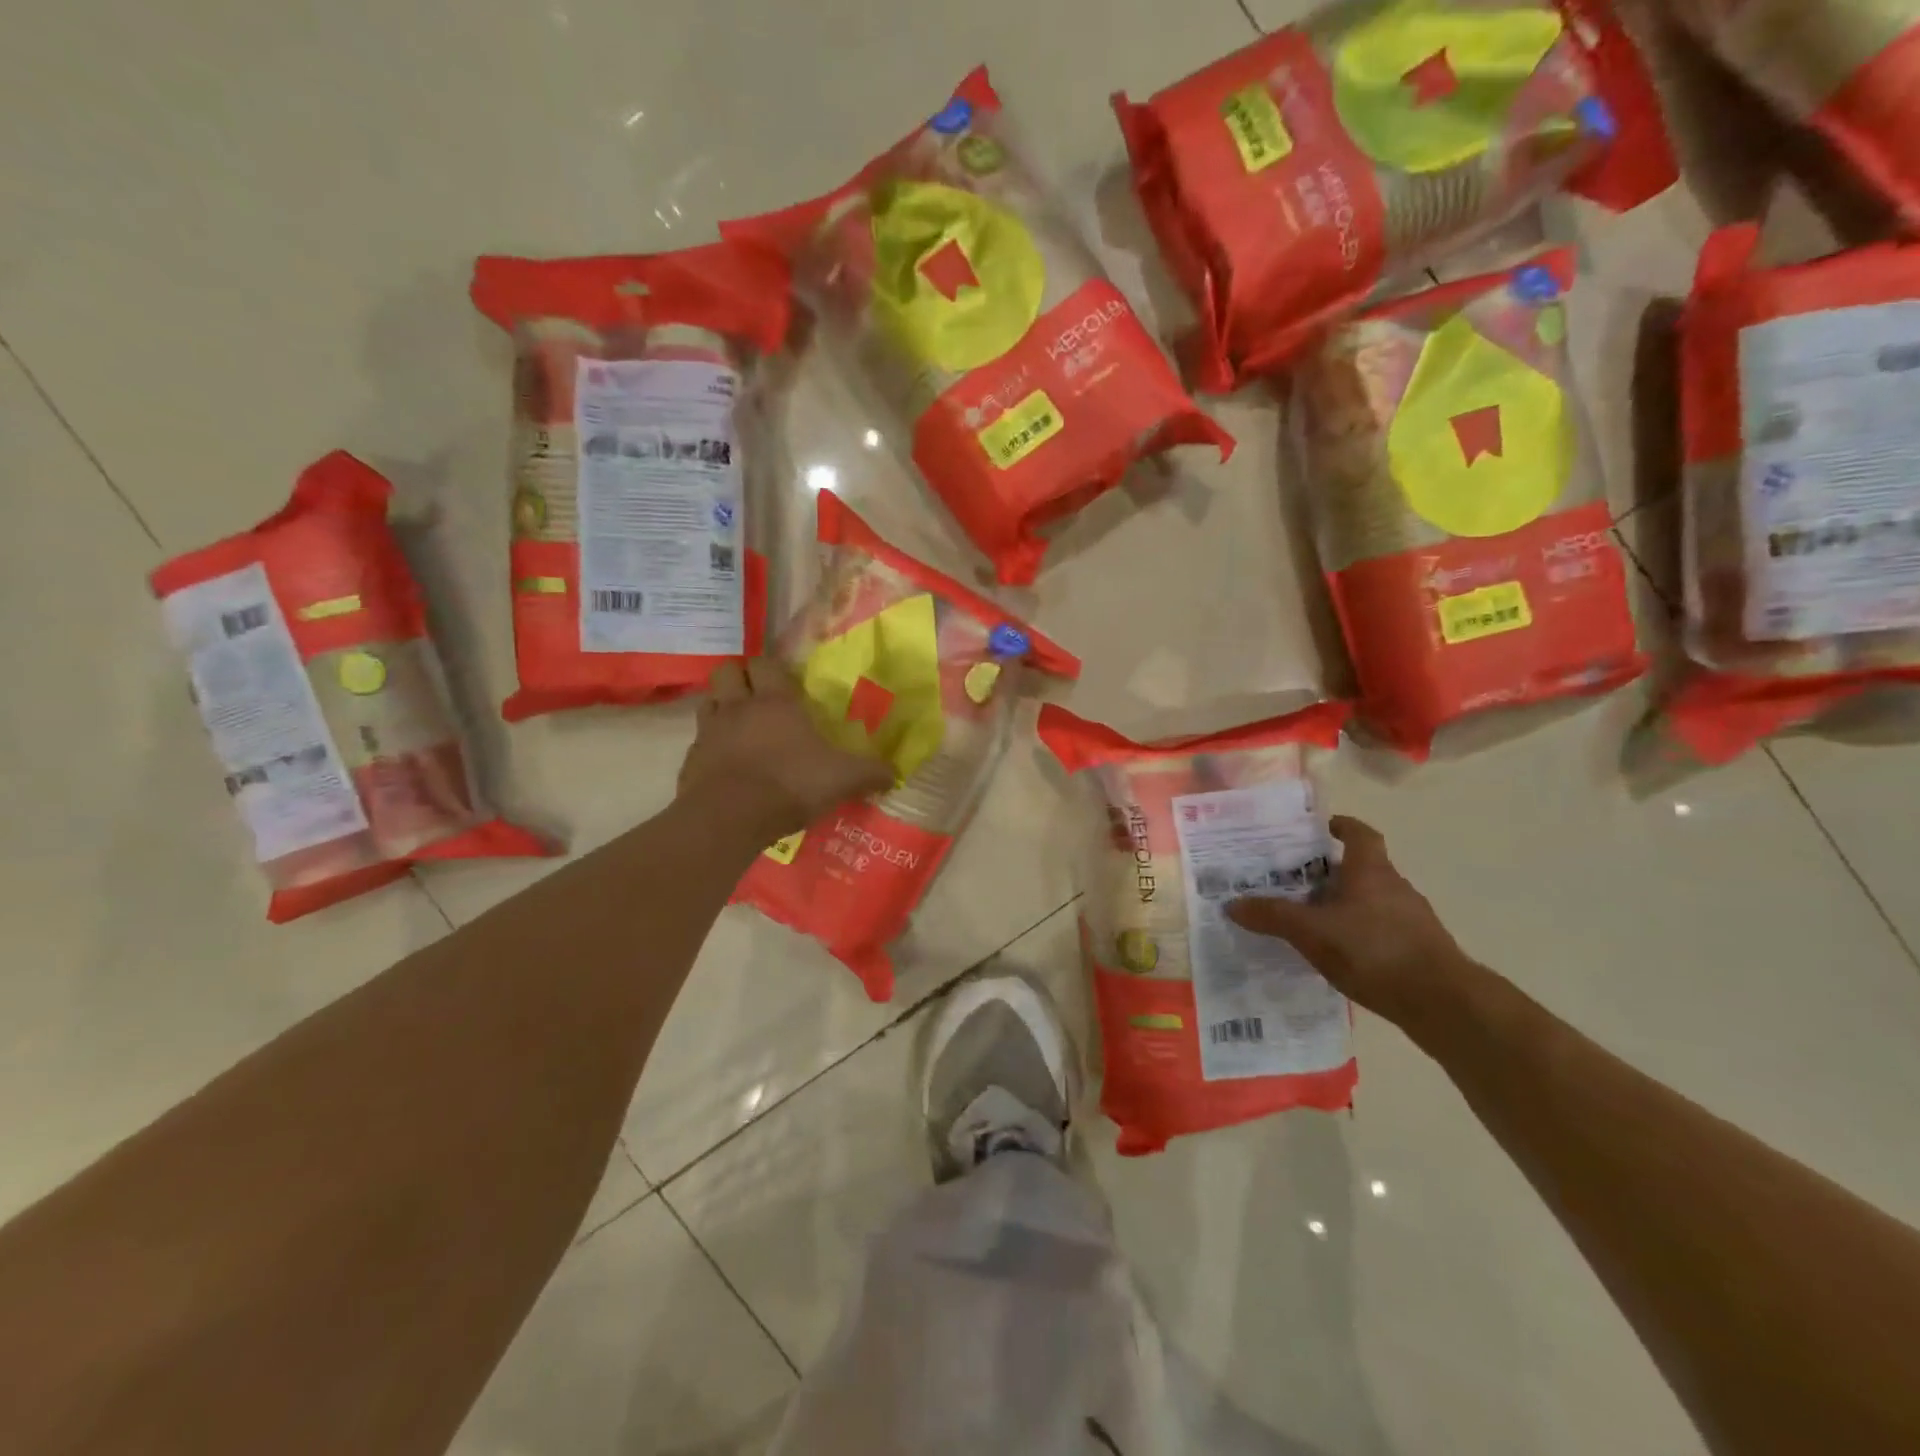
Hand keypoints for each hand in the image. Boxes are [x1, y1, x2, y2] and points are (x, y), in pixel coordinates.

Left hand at [677, 658, 895, 840]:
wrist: (730, 818)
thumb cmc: (790, 784)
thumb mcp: (843, 779)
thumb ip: (870, 773)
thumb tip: (894, 774)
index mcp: (775, 702)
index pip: (765, 663)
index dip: (771, 667)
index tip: (782, 680)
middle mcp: (738, 707)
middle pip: (727, 671)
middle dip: (739, 678)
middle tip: (757, 697)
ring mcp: (709, 732)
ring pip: (708, 701)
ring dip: (721, 707)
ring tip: (739, 727)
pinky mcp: (690, 760)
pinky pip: (698, 742)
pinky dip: (709, 747)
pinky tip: (724, 765)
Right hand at [1226, 816, 1472, 1027]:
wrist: (1442, 1003)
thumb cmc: (1374, 950)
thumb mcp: (1311, 932)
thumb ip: (1272, 916)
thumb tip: (1232, 904)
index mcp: (1370, 870)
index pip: (1359, 833)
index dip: (1339, 826)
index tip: (1317, 830)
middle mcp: (1394, 886)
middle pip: (1360, 868)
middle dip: (1328, 872)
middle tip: (1293, 881)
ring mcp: (1412, 919)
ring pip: (1370, 900)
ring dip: (1343, 905)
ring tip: (1309, 920)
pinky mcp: (1419, 949)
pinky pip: (1381, 930)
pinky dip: (1359, 934)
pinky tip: (1338, 954)